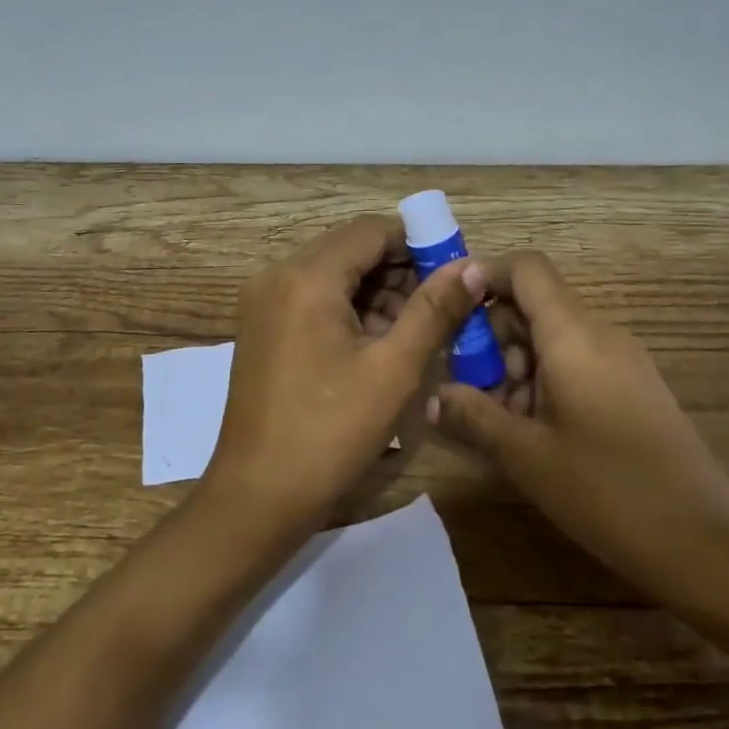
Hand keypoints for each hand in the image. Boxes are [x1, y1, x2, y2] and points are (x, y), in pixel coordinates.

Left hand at [200, 215, 488, 540]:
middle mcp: (277, 276)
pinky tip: (378, 343)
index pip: (370, 231)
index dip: (417, 243)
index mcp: (306, 277)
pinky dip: (347, 310)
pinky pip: (312, 299)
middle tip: (442, 305)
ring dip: (375, 292)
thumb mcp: (393, 370)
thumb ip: (434, 310)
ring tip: (417, 329)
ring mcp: (263, 303)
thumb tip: (471, 267)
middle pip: (349, 250)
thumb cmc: (330, 433)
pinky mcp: (260, 328)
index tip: (454, 270)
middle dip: (398, 270)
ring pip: (331, 275)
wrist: (258, 496)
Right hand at [431, 251, 728, 607]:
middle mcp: (600, 333)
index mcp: (574, 334)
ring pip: (552, 337)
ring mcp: (622, 360)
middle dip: (491, 334)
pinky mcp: (632, 388)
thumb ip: (473, 416)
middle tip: (467, 383)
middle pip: (535, 303)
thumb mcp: (526, 455)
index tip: (448, 307)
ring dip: (515, 363)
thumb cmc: (608, 491)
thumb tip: (431, 397)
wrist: (705, 545)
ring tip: (497, 418)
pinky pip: (576, 361)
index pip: (526, 268)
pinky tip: (533, 431)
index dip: (483, 274)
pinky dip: (543, 381)